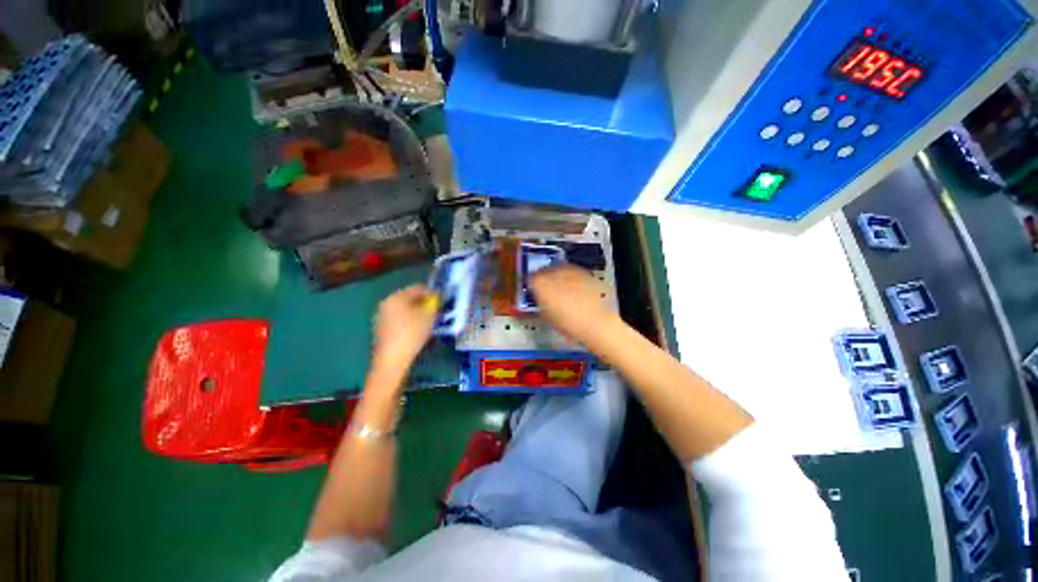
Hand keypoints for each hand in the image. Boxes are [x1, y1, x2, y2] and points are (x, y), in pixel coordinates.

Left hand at [371, 284, 437, 375]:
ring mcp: (382, 317)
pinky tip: (418, 331)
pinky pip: (399, 320)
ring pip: (404, 309)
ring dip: (417, 313)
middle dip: (424, 303)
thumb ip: (434, 303)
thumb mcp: (429, 316)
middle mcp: (386, 303)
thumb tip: (436, 298)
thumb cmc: (412, 333)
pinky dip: (409, 322)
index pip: (418, 287)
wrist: (392, 360)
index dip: (432, 293)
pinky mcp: (381, 330)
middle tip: (437, 311)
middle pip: (409, 298)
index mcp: (397, 296)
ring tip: (429, 322)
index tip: (442, 300)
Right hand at [530, 265, 615, 344]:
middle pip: (544, 271)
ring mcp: (569, 269)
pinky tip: (576, 290)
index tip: (535, 294)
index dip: (532, 287)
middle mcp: (553, 271)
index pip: (530, 279)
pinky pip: (572, 272)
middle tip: (548, 293)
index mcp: (539, 284)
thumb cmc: (568, 323)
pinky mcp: (583, 270)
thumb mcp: (547, 316)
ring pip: (558, 270)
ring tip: (563, 291)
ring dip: (558, 278)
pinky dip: (571, 279)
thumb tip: (541, 299)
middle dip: (544, 280)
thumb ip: (541, 303)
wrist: (598, 320)